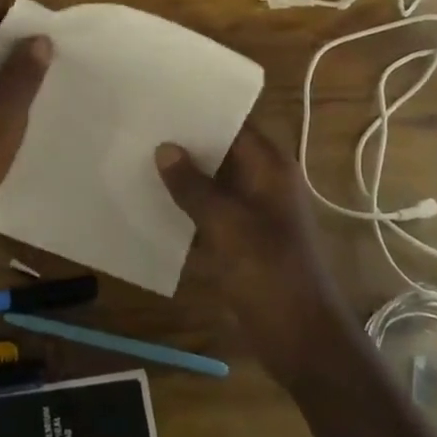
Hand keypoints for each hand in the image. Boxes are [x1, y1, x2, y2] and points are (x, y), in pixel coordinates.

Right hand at [157, 127, 355, 384]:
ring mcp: (251, 210)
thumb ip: (193, 186)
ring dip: (181, 175)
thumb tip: (164, 148)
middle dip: (184, 141)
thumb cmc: (270, 273)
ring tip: (135, 155)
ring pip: (211, 181)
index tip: (161, 96)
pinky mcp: (240, 238)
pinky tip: (148, 200)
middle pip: (220, 150)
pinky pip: (208, 210)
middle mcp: (262, 181)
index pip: (234, 122)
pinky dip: (185, 205)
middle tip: (138, 124)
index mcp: (270, 167)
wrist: (301, 339)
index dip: (200, 109)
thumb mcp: (227, 225)